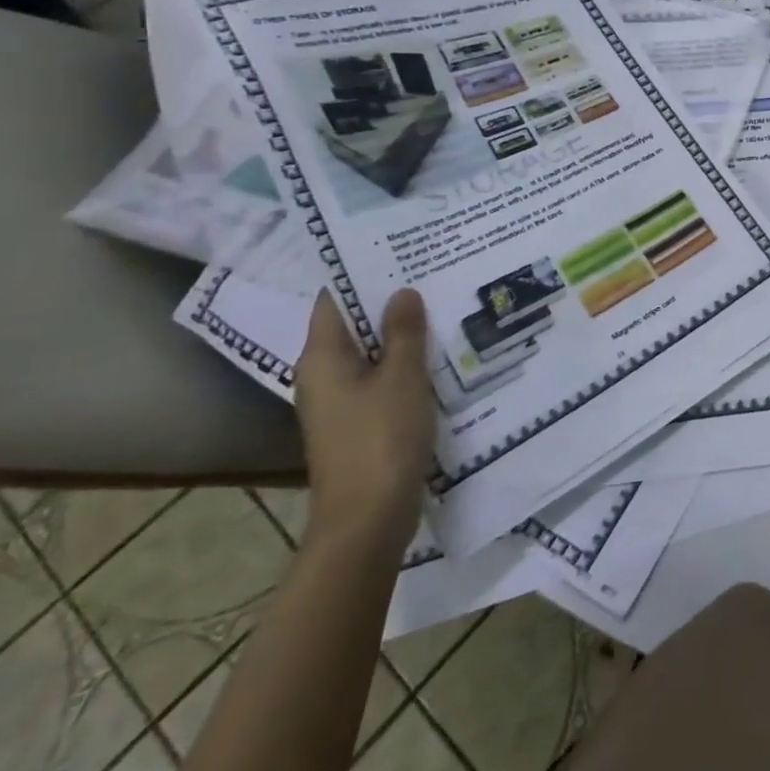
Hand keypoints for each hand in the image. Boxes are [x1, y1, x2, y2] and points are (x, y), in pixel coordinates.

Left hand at [293, 289, 435, 554]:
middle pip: (355, 326)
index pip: (333, 301)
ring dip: (404, 335)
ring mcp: (341, 402)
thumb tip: (401, 291)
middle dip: (392, 302)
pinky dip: (407, 364)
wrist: (367, 520)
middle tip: (436, 273)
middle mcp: (324, 376)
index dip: (362, 275)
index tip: (401, 251)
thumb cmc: (380, 440)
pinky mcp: (361, 423)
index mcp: (322, 358)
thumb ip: (403, 333)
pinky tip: (443, 356)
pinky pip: (383, 380)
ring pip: (373, 354)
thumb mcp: (401, 378)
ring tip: (447, 307)